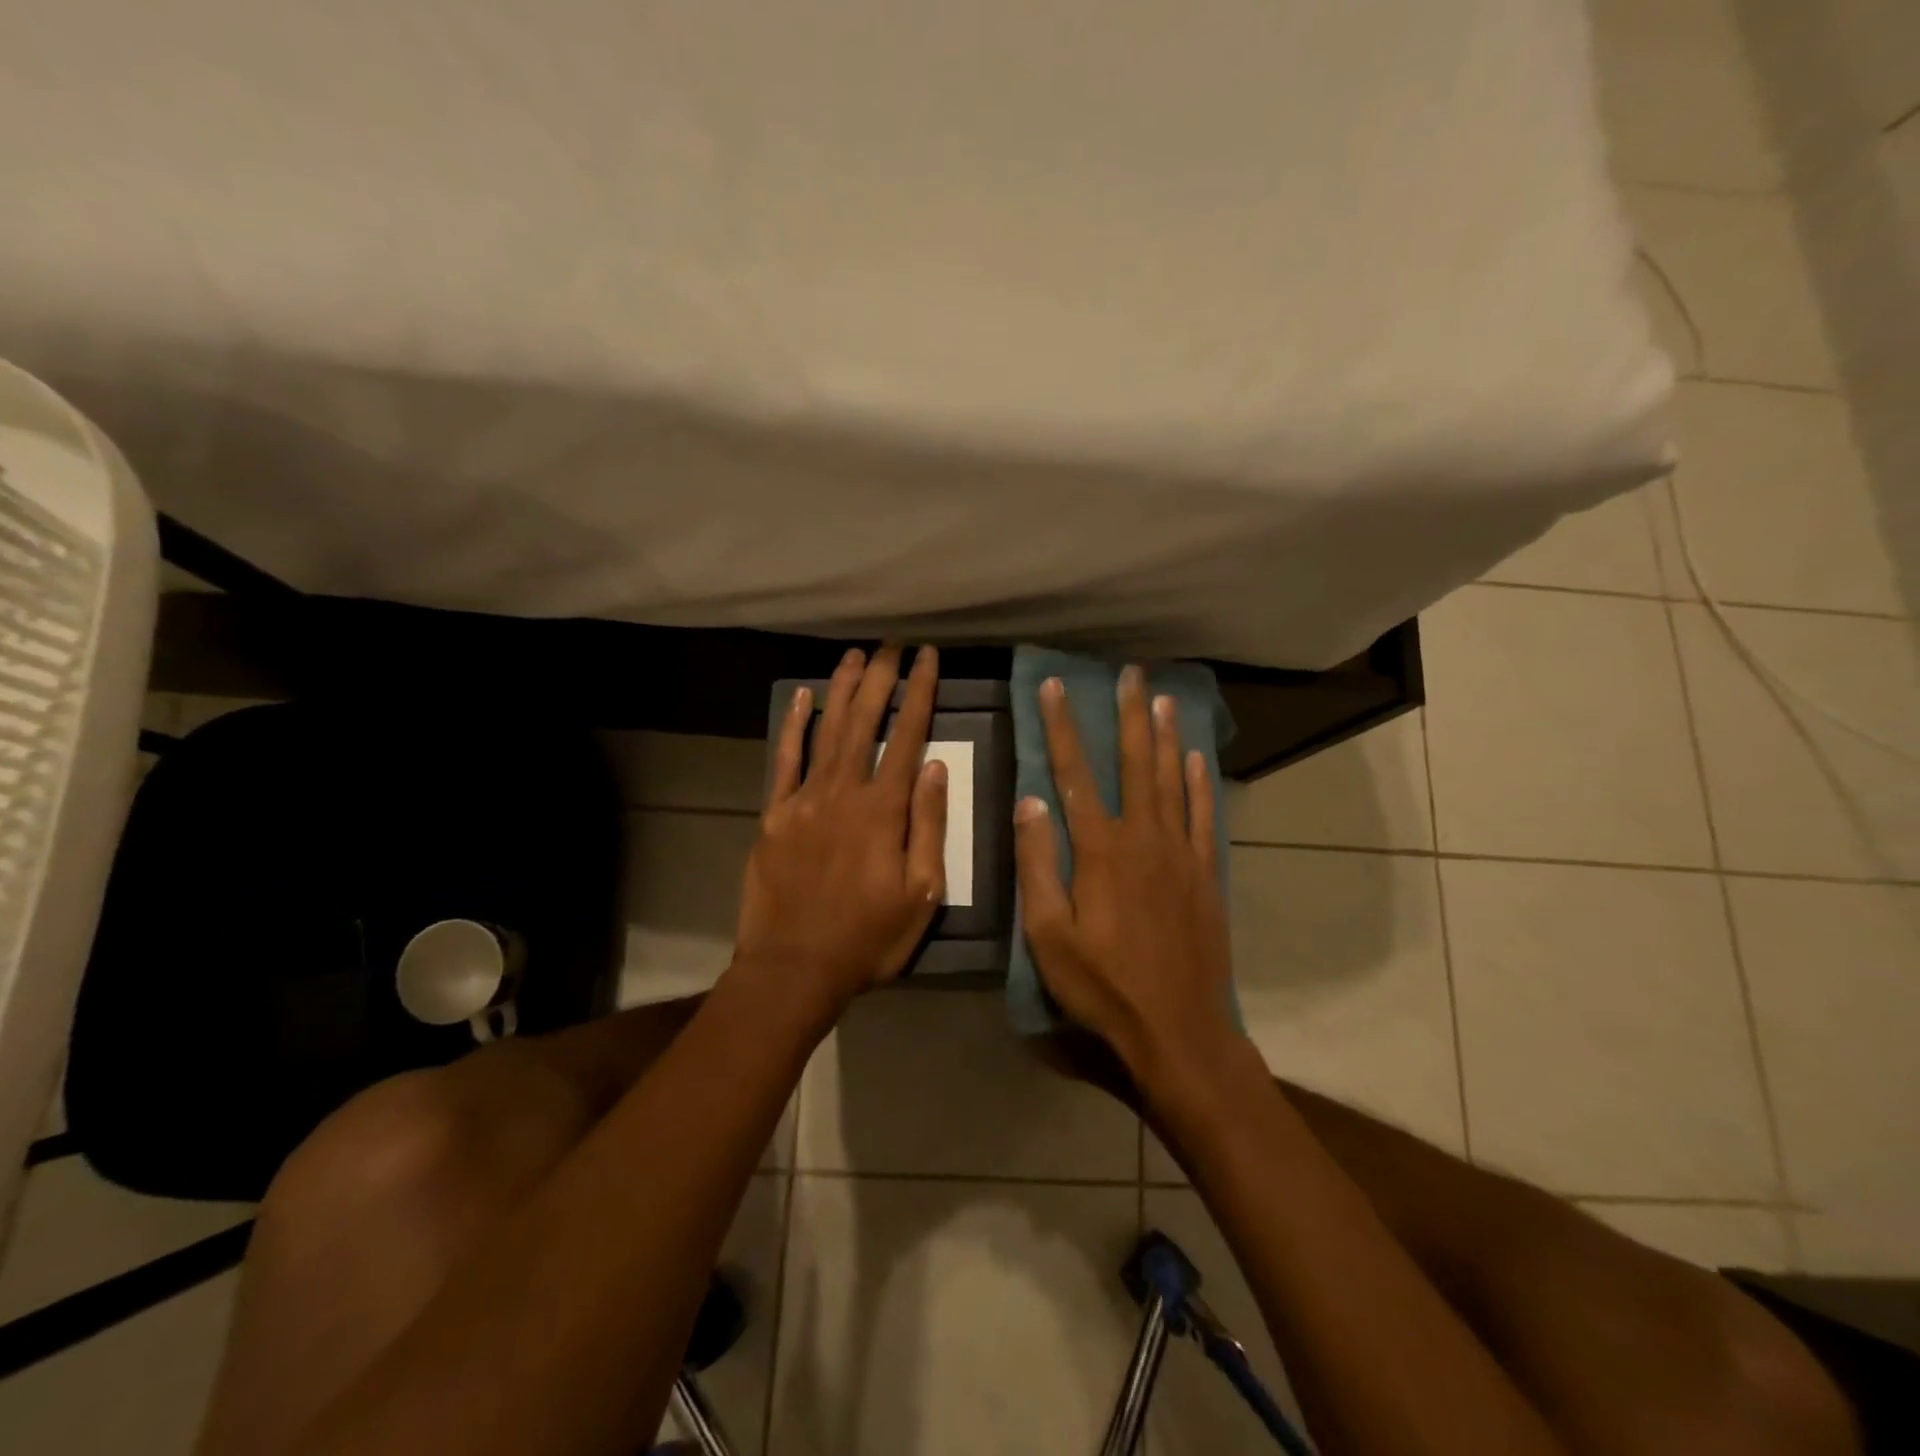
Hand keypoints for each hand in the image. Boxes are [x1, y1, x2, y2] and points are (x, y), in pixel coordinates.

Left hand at [732, 645, 949, 1017]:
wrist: (793, 968)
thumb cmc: (868, 937)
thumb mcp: (921, 893)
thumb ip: (928, 826)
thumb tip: (935, 767)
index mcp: (883, 811)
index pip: (907, 736)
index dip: (920, 693)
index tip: (928, 658)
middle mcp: (843, 792)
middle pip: (864, 721)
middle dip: (880, 677)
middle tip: (891, 643)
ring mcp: (803, 800)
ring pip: (826, 731)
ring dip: (842, 690)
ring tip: (855, 656)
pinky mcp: (774, 815)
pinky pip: (784, 761)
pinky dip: (794, 727)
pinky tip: (803, 698)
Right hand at [1014, 666, 1238, 1096]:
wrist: (1178, 1030)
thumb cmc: (1102, 987)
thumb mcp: (1048, 935)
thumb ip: (1038, 865)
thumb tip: (1031, 801)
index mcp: (1100, 851)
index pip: (1073, 775)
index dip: (1061, 728)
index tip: (1054, 688)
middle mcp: (1144, 838)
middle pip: (1134, 764)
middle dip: (1127, 715)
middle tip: (1129, 673)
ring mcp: (1181, 854)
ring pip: (1172, 781)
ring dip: (1165, 737)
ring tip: (1162, 699)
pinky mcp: (1206, 875)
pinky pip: (1204, 816)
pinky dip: (1200, 783)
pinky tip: (1196, 759)